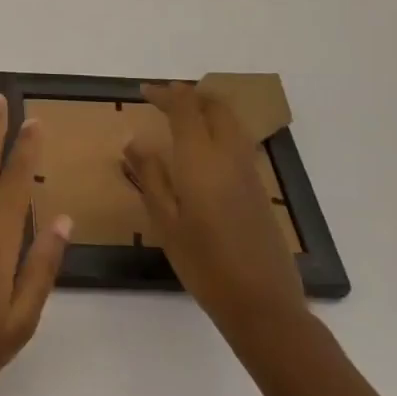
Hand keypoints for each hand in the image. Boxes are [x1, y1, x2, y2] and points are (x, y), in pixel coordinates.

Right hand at [126, 82, 309, 349]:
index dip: (164, 94)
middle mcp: (229, 155)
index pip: (185, 107)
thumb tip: (134, 141)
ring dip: (207, 109)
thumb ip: (150, 176)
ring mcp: (249, 170)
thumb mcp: (165, 221)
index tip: (143, 92)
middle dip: (190, 95)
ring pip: (231, 121)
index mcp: (201, 158)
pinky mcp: (259, 188)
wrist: (262, 303)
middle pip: (215, 106)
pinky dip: (219, 129)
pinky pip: (238, 141)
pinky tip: (203, 150)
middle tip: (164, 100)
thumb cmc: (204, 263)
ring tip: (182, 117)